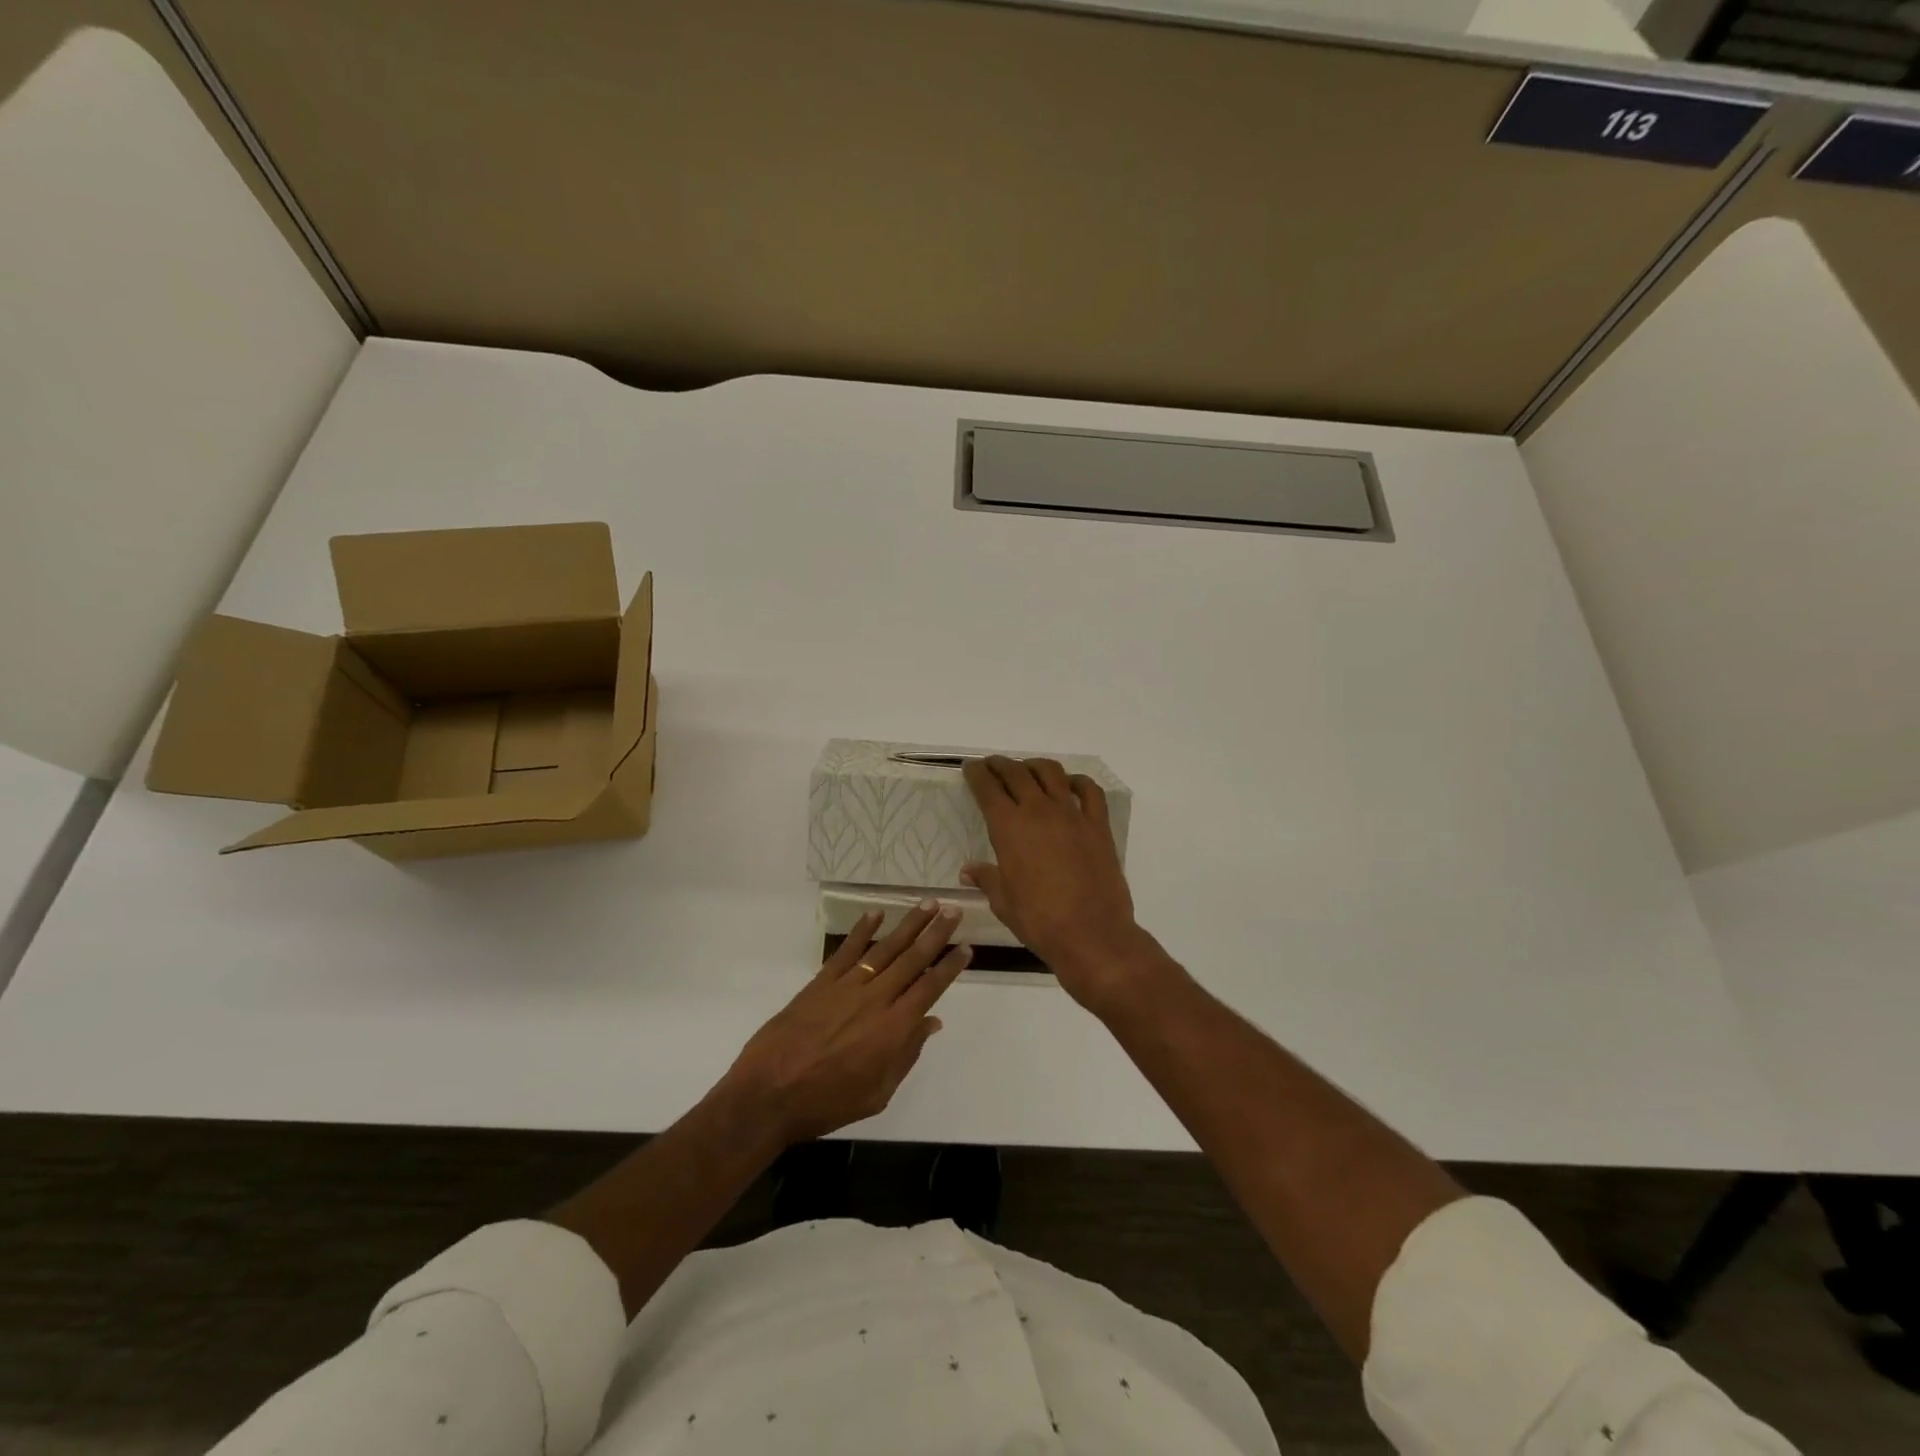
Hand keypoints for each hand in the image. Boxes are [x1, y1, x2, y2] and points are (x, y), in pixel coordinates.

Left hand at [720, 904, 969, 1144]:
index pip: (929, 988)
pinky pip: (846, 951)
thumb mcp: (876, 1094)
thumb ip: (905, 1055)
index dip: (949, 967)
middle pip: (912, 959)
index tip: (966, 947)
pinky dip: (862, 930)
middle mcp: (875, 999)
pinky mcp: (820, 983)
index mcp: (893, 1029)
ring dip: (908, 925)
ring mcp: (846, 987)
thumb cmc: (827, 1103)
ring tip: (927, 903)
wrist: (768, 1095)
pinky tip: (876, 913)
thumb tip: (931, 1023)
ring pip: (885, 949)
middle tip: (953, 910)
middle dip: (935, 934)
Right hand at [962, 756, 1164, 1013]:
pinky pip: (1090, 791)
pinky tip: (1070, 785)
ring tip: (1027, 770)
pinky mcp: (1098, 825)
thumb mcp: (1003, 901)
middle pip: (1016, 773)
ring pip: (1051, 773)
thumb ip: (986, 878)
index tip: (971, 767)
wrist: (1091, 934)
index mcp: (1009, 827)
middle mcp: (1039, 811)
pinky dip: (1078, 781)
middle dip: (1000, 765)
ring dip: (1034, 766)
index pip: (988, 789)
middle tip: (992, 764)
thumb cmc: (1039, 921)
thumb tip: (968, 869)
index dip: (977, 774)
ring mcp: (1072, 815)